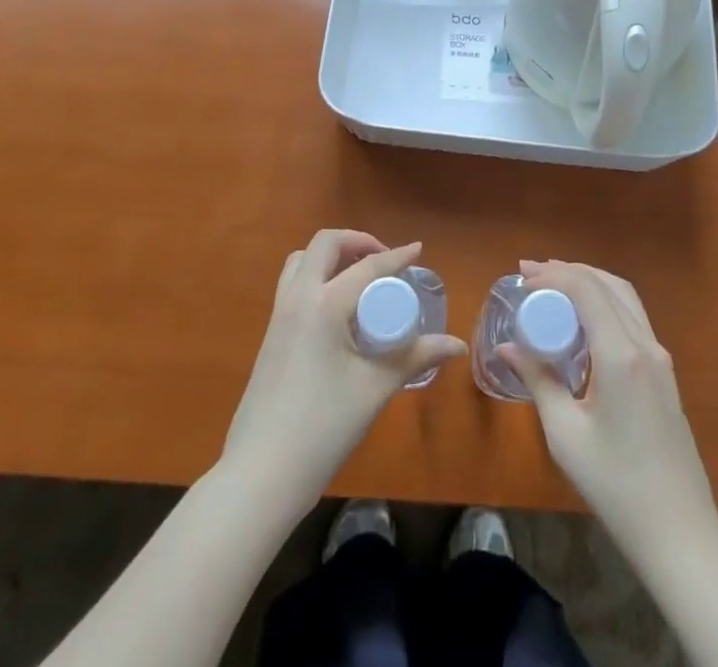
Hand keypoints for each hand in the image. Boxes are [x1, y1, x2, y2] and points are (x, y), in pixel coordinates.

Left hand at [221, 230, 466, 510]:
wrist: (261, 474)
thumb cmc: (323, 428)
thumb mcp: (374, 389)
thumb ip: (414, 358)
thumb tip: (456, 346)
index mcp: (324, 304)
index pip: (367, 267)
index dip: (396, 256)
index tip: (418, 249)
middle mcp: (298, 298)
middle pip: (325, 245)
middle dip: (357, 242)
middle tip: (384, 262)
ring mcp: (279, 315)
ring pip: (302, 261)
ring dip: (331, 257)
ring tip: (360, 279)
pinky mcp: (270, 335)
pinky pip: (293, 284)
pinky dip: (317, 277)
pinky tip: (338, 310)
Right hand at [500, 260, 717, 557]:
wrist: (679, 532)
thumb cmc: (616, 484)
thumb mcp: (565, 434)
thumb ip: (538, 380)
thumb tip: (507, 347)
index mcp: (620, 354)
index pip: (585, 289)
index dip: (552, 275)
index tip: (521, 280)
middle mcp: (645, 344)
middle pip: (607, 284)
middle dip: (568, 271)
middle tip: (531, 274)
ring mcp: (660, 357)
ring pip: (625, 297)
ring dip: (589, 282)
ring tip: (553, 286)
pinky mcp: (664, 372)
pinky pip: (633, 318)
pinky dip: (605, 302)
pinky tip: (583, 320)